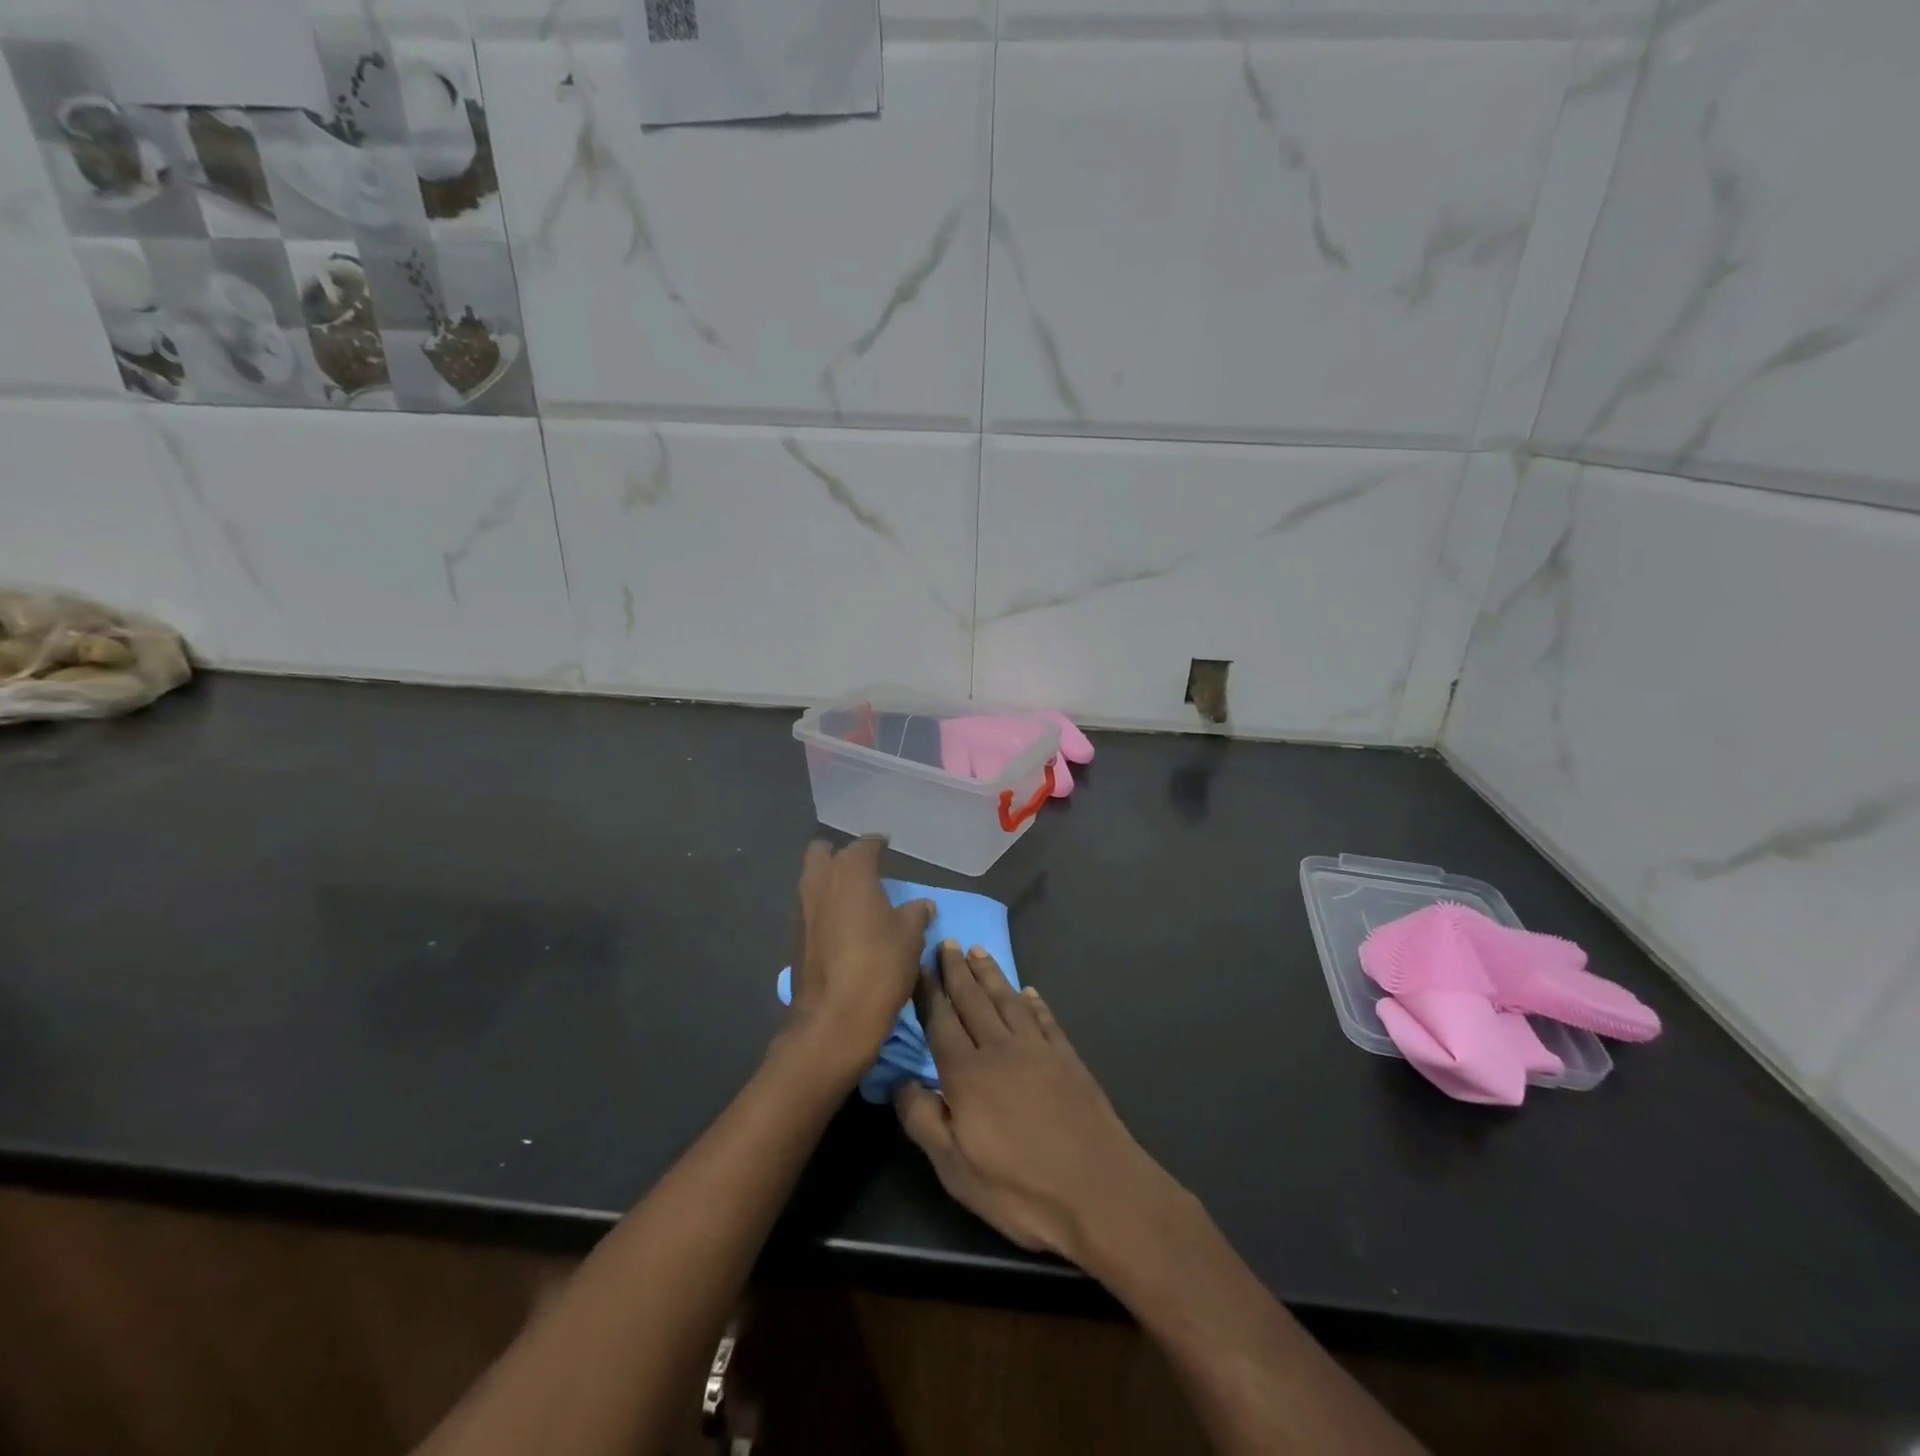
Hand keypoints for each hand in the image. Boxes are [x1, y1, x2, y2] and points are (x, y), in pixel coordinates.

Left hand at [784, 837, 933, 1081]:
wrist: (833, 1021)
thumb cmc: (879, 968)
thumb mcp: (910, 938)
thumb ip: (915, 914)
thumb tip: (921, 904)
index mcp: (850, 873)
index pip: (864, 846)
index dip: (877, 845)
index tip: (887, 847)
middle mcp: (820, 883)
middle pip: (822, 853)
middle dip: (841, 856)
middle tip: (865, 869)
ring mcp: (802, 910)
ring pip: (812, 880)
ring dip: (830, 881)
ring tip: (857, 898)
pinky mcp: (794, 938)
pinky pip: (809, 908)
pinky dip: (824, 907)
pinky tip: (844, 926)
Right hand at [894, 945, 1173, 1265]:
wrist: (1100, 1190)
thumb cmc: (1021, 1189)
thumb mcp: (957, 1170)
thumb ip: (924, 1122)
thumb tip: (898, 1082)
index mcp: (968, 1075)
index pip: (941, 1022)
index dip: (928, 992)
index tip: (918, 964)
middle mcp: (1001, 1050)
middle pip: (974, 1001)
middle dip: (957, 971)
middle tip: (947, 943)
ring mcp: (1038, 1050)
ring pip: (1008, 1001)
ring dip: (991, 975)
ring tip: (979, 952)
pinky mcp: (1068, 1058)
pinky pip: (1045, 1019)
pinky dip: (1034, 1002)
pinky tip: (1028, 992)